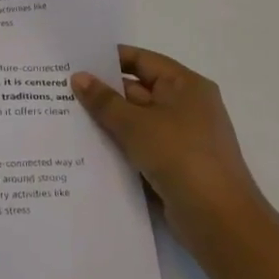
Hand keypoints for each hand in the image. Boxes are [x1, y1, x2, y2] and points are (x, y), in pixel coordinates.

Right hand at [72, 46, 265, 244]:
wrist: (218, 219)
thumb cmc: (180, 156)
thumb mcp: (136, 124)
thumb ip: (104, 100)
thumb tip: (78, 77)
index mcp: (185, 85)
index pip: (142, 60)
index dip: (109, 59)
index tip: (75, 62)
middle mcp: (186, 106)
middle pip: (137, 90)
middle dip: (102, 92)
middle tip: (60, 90)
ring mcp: (181, 137)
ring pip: (136, 121)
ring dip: (107, 121)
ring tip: (65, 117)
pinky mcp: (174, 164)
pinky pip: (140, 145)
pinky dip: (118, 145)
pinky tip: (86, 148)